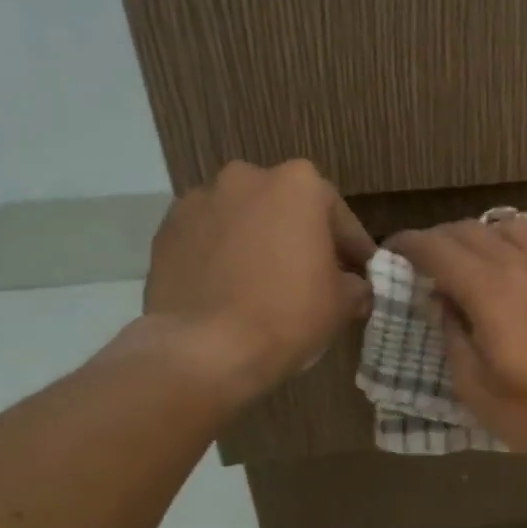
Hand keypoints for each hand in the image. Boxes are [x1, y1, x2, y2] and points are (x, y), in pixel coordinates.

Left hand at [139, 160, 373, 397]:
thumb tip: (355, 288)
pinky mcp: (166, 230)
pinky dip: (222, 256)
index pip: (339, 217)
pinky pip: (209, 239)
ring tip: (266, 283)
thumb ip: (356, 285)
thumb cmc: (288, 314)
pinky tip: (230, 289)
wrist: (203, 349)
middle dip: (301, 238)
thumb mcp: (343, 303)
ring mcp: (200, 201)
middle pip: (287, 209)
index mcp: (299, 184)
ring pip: (244, 220)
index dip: (353, 249)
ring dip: (258, 242)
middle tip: (313, 276)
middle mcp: (247, 178)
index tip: (360, 274)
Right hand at [388, 215, 526, 460]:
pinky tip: (514, 252)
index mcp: (490, 292)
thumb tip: (438, 299)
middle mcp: (521, 263)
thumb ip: (451, 336)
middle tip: (424, 266)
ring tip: (469, 261)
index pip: (436, 249)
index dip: (407, 245)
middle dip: (437, 242)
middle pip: (466, 231)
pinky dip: (518, 233)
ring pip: (504, 224)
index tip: (392, 253)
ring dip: (477, 236)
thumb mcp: (476, 390)